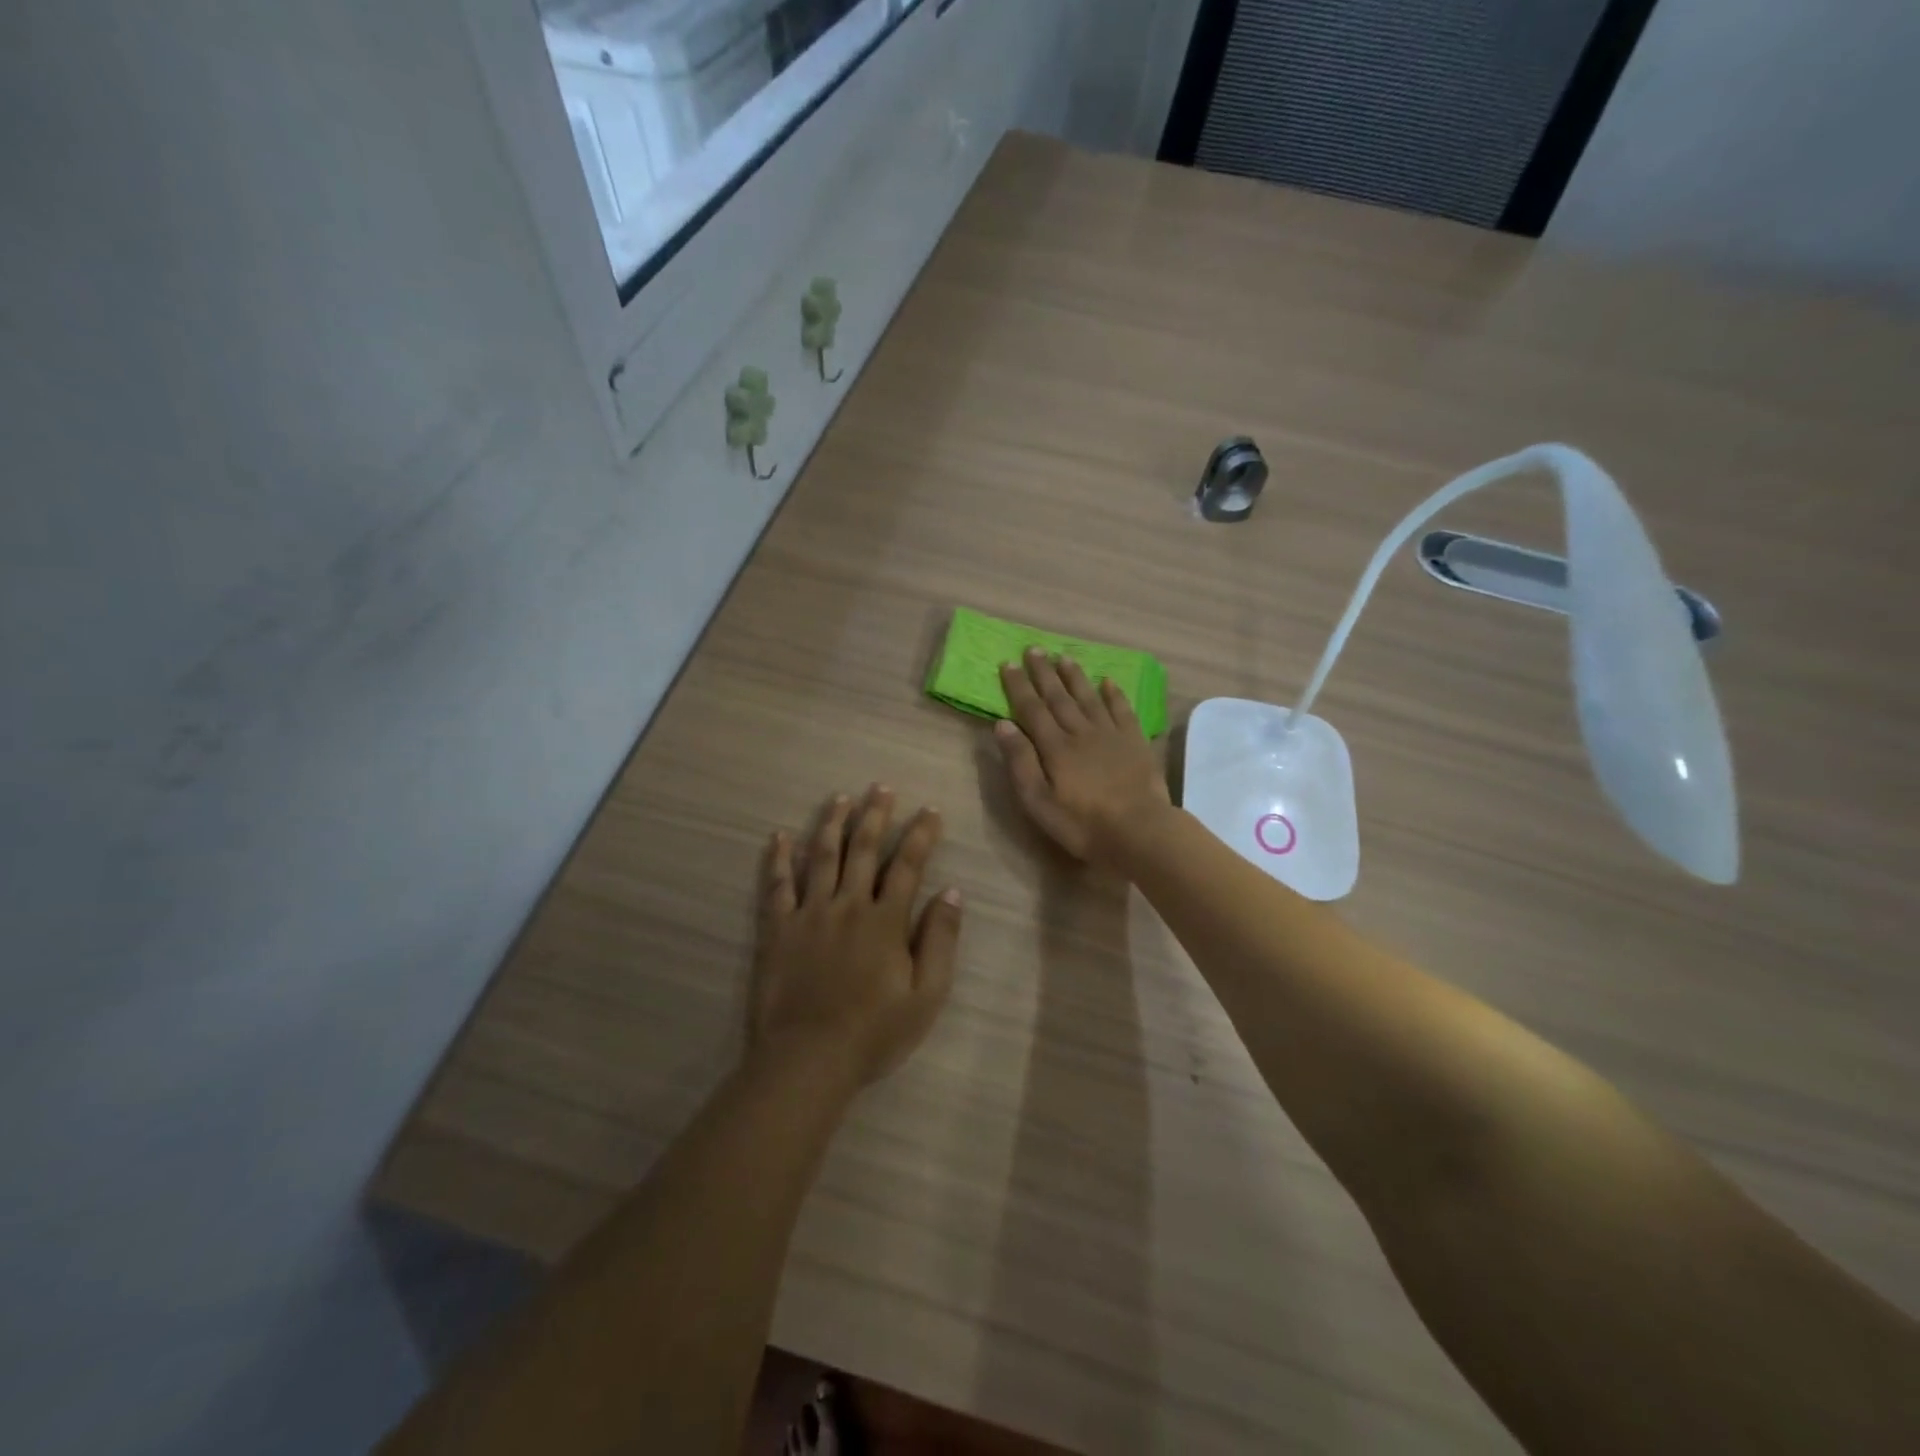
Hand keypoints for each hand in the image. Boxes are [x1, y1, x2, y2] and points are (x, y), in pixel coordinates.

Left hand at [751, 786, 963, 1087]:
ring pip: (821, 857)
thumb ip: (940, 941)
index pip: (907, 866)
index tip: (930, 810)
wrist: (809, 1058)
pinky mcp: (778, 929)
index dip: (920, 835)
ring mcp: (809, 914)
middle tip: (881, 787)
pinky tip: (781, 837)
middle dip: (875, 815)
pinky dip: (779, 859)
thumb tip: (951, 893)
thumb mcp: (926, 995)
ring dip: (832, 824)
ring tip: (840, 798)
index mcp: (885, 921)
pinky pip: (777, 886)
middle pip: (863, 850)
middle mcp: (848, 905)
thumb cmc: (874, 1032)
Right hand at [995, 648, 1173, 866]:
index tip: (1008, 663)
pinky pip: (1122, 710)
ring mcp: (1111, 735)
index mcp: (1055, 747)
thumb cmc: (1082, 823)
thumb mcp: (1038, 801)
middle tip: (1034, 649)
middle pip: (1058, 697)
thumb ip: (1020, 761)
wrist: (1140, 830)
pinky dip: (1114, 694)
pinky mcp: (1135, 742)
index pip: (1031, 709)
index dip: (1018, 686)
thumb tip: (1002, 723)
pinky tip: (1108, 681)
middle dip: (1043, 672)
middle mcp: (1081, 732)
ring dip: (1075, 677)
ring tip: (1064, 657)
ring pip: (1089, 697)